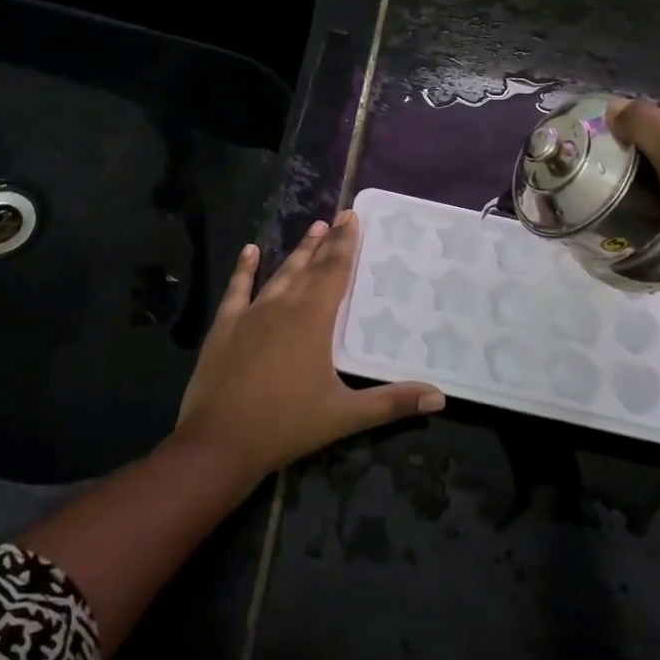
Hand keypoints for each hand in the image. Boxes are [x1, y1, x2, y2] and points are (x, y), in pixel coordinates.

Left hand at [173, 212, 444, 483]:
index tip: (353, 217)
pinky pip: (237, 289)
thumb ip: (392, 403)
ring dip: (297, 252)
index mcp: (313, 320)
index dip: (346, 244)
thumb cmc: (286, 426)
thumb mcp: (344, 415)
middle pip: (310, 267)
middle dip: (327, 242)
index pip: (335, 272)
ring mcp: (251, 314)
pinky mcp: (225, 326)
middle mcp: (283, 306)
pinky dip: (244, 269)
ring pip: (280, 274)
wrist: (219, 442)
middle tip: (339, 217)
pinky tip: (251, 251)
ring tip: (312, 229)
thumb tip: (440, 396)